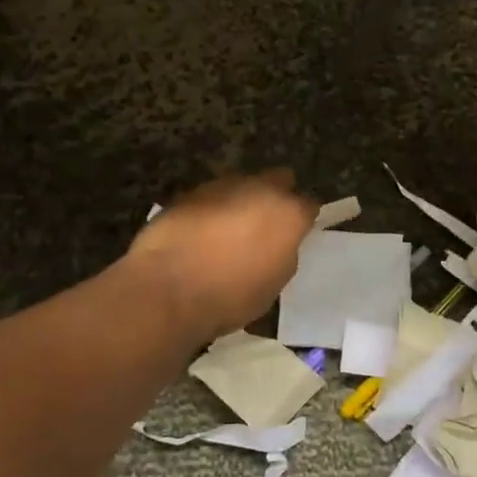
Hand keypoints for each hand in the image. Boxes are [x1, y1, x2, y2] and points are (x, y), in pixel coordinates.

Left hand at [127, 170, 315, 340]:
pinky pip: (211, 196)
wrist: (168, 289)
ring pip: (242, 185)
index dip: (303, 219)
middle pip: (278, 179)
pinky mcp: (190, 192)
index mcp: (287, 213)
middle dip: (276, 196)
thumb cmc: (230, 296)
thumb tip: (277, 243)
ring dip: (241, 201)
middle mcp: (259, 188)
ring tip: (228, 230)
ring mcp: (222, 186)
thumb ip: (282, 253)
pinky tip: (201, 232)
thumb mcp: (273, 284)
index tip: (295, 232)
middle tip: (265, 223)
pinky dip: (212, 209)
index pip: (309, 204)